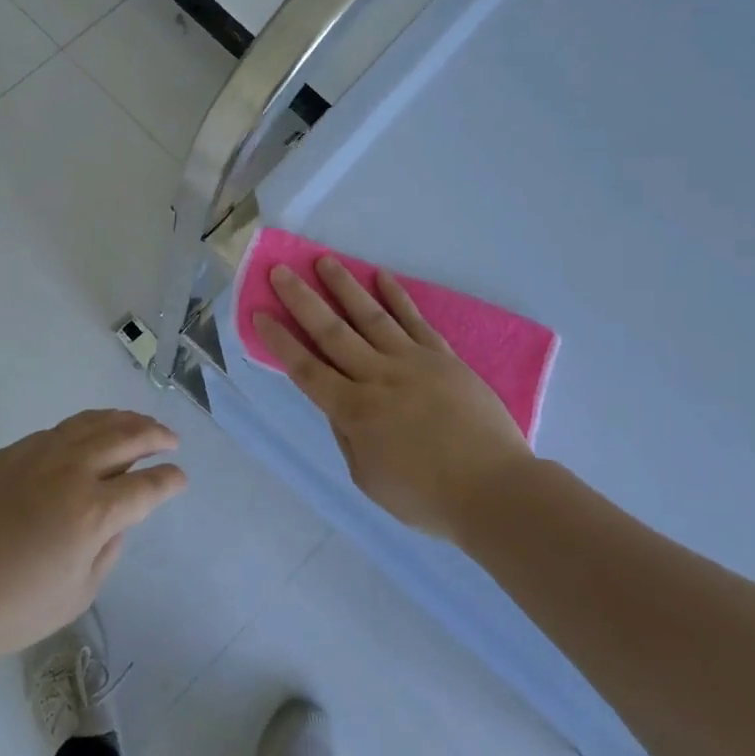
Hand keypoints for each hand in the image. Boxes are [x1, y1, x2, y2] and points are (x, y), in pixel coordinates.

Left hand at [0, 409, 186, 665]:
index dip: (170, 481)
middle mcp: (71, 471)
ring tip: (138, 423)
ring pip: (90, 423)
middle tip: (170, 439)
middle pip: (126, 438)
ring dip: (122, 420)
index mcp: (94, 512)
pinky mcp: (7, 454)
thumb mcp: (77, 594)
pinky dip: (83, 428)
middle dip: (155, 435)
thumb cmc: (11, 609)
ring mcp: (36, 455)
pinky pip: (57, 431)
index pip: (147, 486)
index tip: (180, 479)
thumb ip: (107, 552)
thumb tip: (114, 522)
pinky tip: (86, 436)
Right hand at [254, 258, 533, 543]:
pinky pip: (415, 320)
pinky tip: (382, 276)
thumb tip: (338, 405)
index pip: (306, 368)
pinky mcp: (443, 357)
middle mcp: (377, 376)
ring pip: (370, 316)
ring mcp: (412, 362)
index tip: (259, 313)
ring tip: (324, 259)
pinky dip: (397, 297)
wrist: (495, 489)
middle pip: (331, 332)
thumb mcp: (368, 478)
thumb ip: (347, 437)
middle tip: (280, 271)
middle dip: (302, 300)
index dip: (279, 341)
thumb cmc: (426, 495)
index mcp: (354, 410)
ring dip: (344, 286)